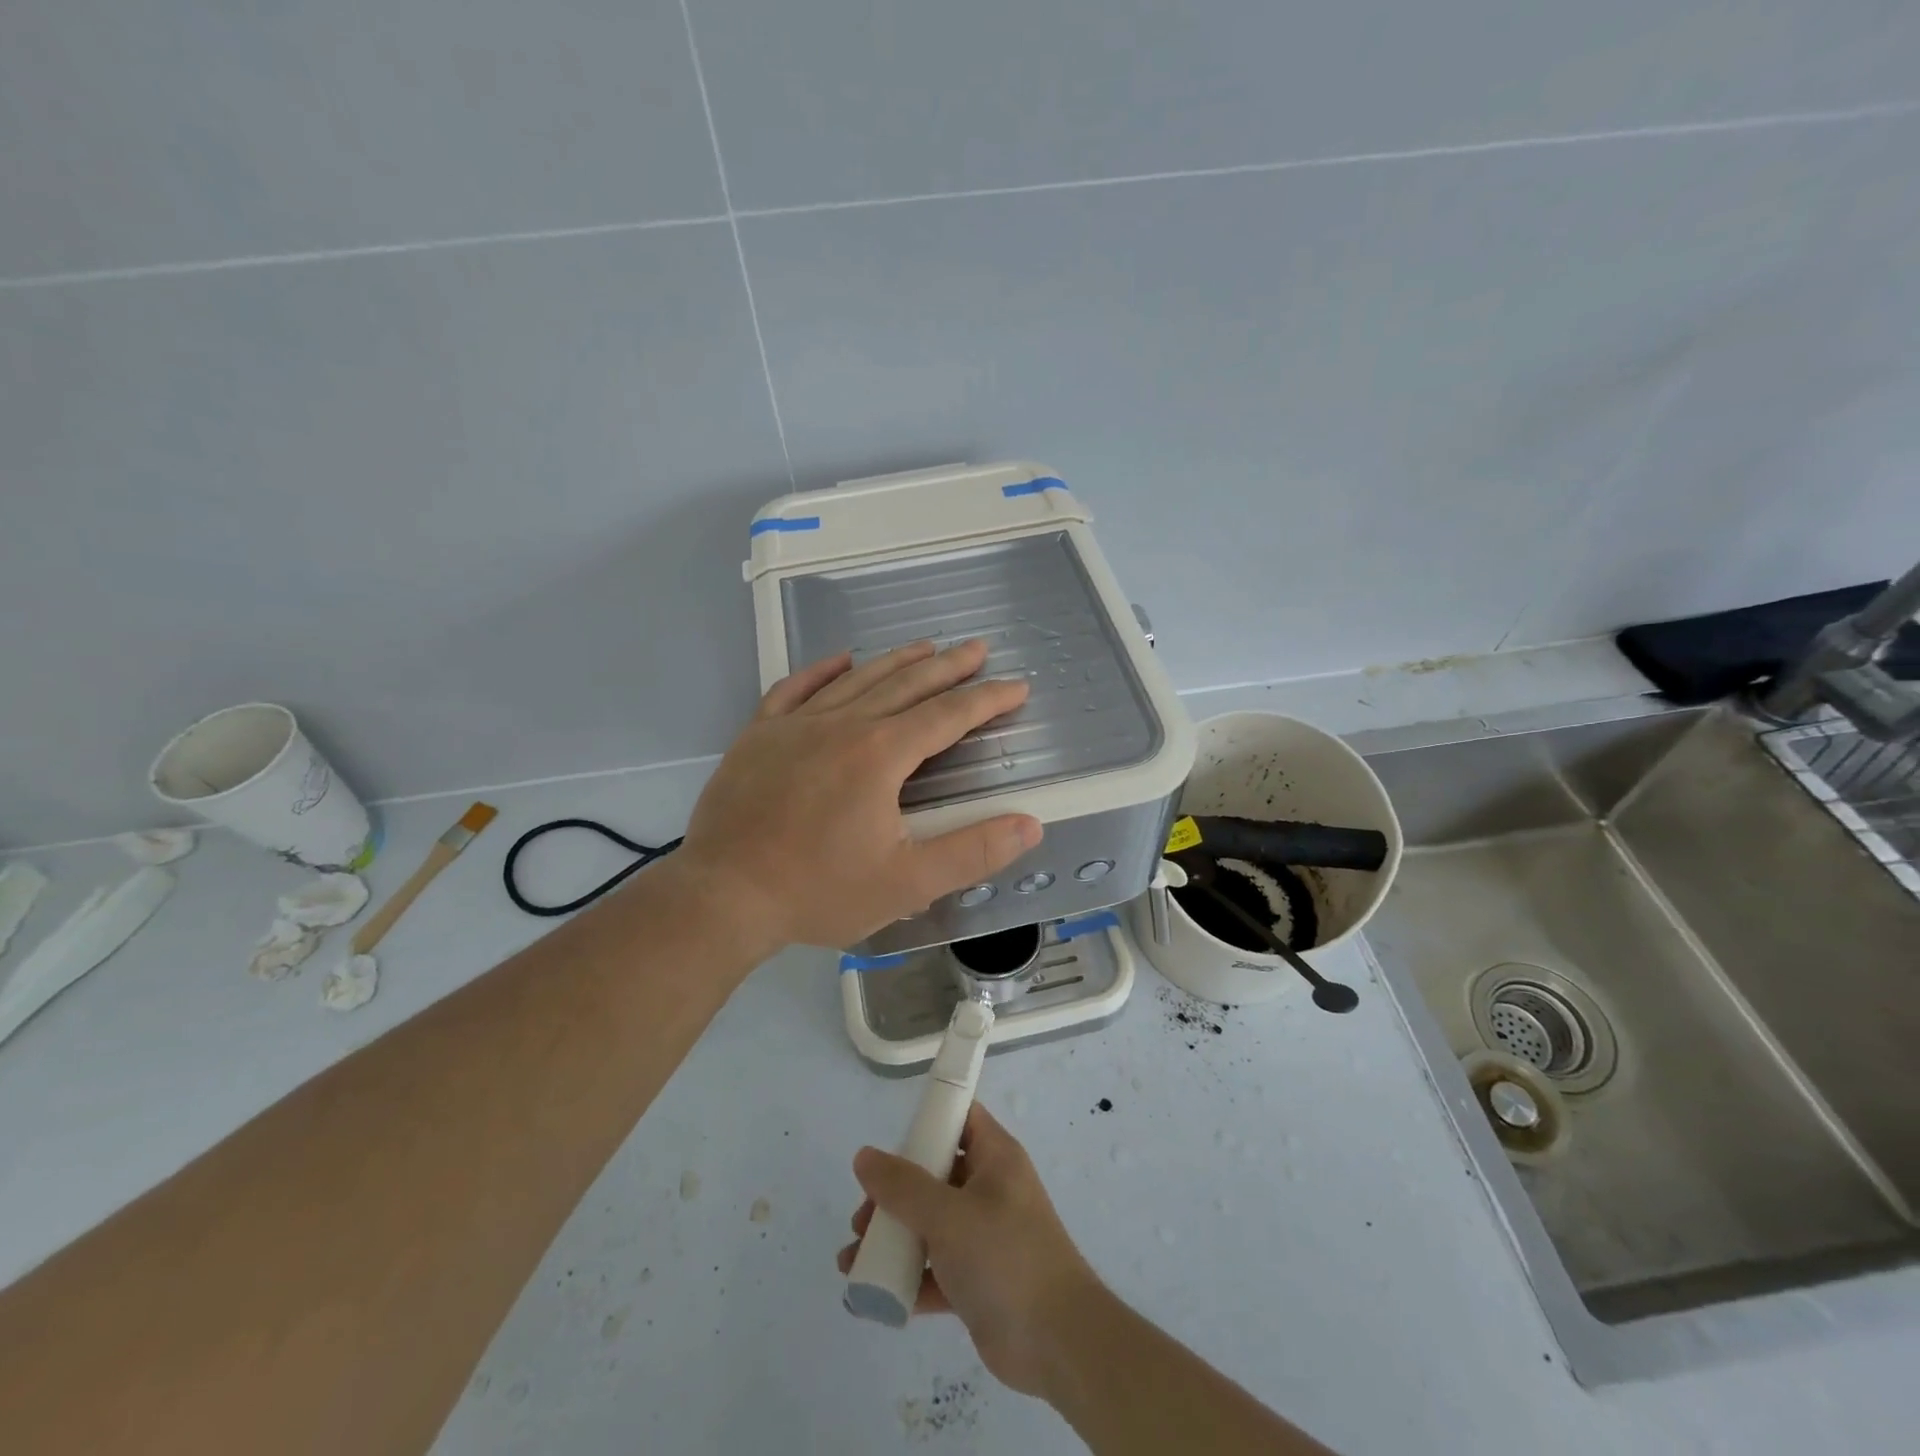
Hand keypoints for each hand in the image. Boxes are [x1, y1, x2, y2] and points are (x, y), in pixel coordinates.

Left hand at [677, 640, 1041, 952]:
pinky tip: (840, 659)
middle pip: (906, 685)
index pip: (947, 716)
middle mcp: (842, 726)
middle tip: (977, 648)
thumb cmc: (819, 892)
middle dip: (948, 667)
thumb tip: (1030, 825)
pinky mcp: (759, 735)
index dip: (986, 699)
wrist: (723, 896)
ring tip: (926, 646)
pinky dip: (822, 670)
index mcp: (880, 755)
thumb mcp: (907, 883)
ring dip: (896, 661)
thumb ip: (972, 852)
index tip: (1016, 686)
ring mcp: (795, 725)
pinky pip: (795, 688)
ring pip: (856, 680)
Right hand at [836, 1104, 1103, 1398]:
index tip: (888, 1142)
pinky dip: (906, 1278)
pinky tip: (870, 1295)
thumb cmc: (1006, 1257)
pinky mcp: (977, 1280)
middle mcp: (990, 1189)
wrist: (1058, 1343)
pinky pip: (934, 1268)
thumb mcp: (949, 1215)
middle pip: (934, 1174)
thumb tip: (864, 1157)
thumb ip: (903, 1186)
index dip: (926, 1121)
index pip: (960, 1118)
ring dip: (892, 1238)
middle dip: (893, 1194)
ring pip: (929, 1224)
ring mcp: (984, 1236)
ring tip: (853, 1259)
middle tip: (862, 1218)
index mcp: (995, 1157)